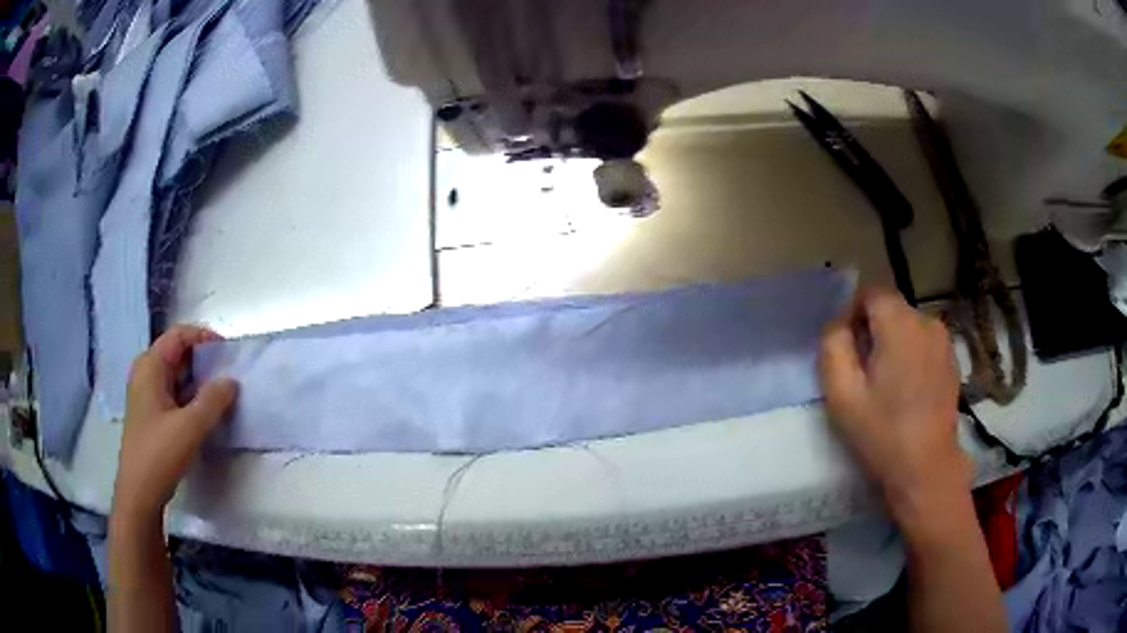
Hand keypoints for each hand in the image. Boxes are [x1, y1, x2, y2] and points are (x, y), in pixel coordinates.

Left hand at [111, 325, 237, 526]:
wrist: (139, 493)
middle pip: (177, 352)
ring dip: (198, 380)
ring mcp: (146, 395)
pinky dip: (190, 396)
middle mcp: (145, 373)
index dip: (204, 337)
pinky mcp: (150, 414)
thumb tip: (232, 381)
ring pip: (175, 375)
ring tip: (221, 394)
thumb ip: (213, 401)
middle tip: (228, 374)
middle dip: (203, 359)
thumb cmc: (159, 454)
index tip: (228, 352)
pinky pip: (173, 393)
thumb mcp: (190, 427)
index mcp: (150, 366)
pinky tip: (204, 413)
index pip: (179, 335)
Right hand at [819, 287, 968, 522]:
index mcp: (900, 324)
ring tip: (887, 384)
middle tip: (864, 374)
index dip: (853, 315)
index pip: (871, 292)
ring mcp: (943, 341)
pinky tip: (908, 391)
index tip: (848, 351)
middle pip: (890, 308)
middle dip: (873, 331)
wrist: (926, 468)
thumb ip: (833, 346)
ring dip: (893, 343)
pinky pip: (924, 343)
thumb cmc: (882, 432)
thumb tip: (839, 324)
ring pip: (908, 325)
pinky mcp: (952, 360)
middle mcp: (926, 321)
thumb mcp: (842, 394)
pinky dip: (911, 355)